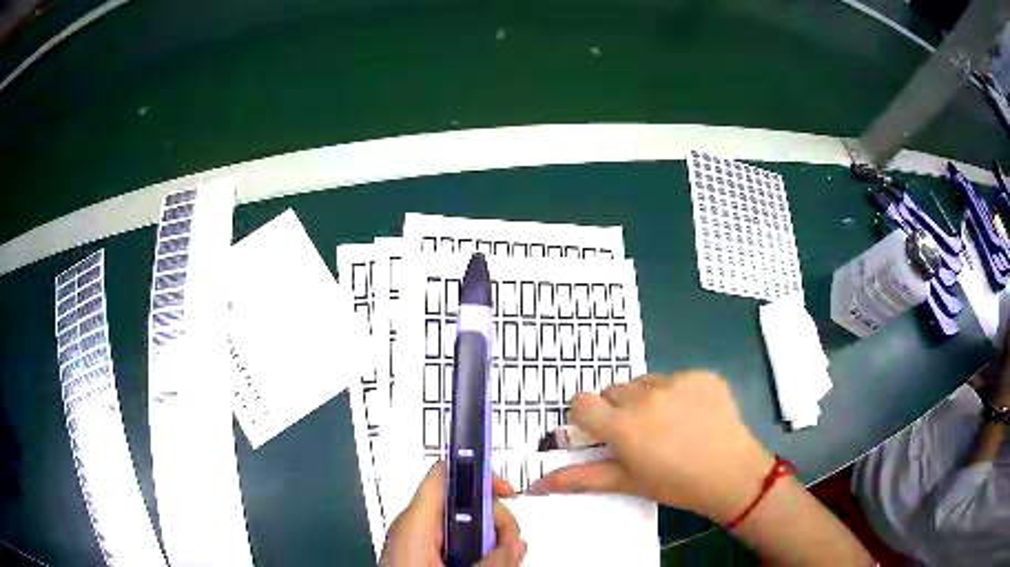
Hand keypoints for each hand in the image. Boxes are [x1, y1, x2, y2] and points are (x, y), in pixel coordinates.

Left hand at [381, 460, 526, 566]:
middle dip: (496, 521)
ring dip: (492, 542)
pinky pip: (458, 544)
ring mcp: (420, 542)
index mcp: (415, 522)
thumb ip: (492, 560)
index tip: (507, 492)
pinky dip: (479, 553)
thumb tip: (518, 542)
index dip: (479, 473)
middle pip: (465, 502)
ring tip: (503, 563)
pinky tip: (489, 566)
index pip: (445, 474)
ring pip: (467, 526)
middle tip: (512, 547)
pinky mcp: (425, 556)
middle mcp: (416, 526)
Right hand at [527, 371, 774, 523]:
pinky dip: (677, 393)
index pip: (581, 401)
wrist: (732, 474)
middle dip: (618, 410)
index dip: (586, 416)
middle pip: (614, 391)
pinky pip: (676, 378)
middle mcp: (645, 395)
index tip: (600, 432)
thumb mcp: (626, 482)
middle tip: (638, 435)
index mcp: (622, 425)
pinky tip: (693, 416)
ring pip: (645, 382)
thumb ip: (579, 478)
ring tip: (668, 426)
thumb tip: (535, 483)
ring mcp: (677, 381)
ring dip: (647, 400)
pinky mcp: (702, 374)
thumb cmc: (674, 484)